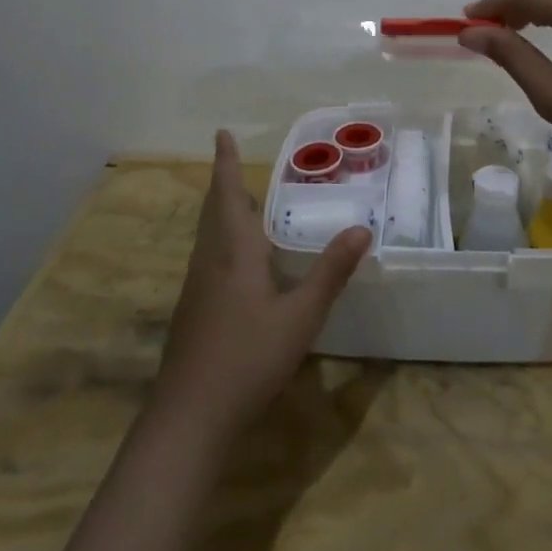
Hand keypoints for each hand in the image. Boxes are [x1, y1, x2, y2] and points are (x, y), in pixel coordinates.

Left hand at [156, 131, 371, 433]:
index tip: (220, 132)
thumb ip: (330, 272)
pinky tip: (241, 262)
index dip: (224, 162)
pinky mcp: (193, 311)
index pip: (228, 194)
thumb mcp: (300, 316)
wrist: (189, 418)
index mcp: (233, 252)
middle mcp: (209, 261)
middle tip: (233, 161)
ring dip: (222, 211)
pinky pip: (209, 257)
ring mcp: (196, 287)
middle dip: (223, 182)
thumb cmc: (248, 358)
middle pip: (213, 210)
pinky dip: (223, 240)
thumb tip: (362, 229)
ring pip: (208, 235)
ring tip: (244, 203)